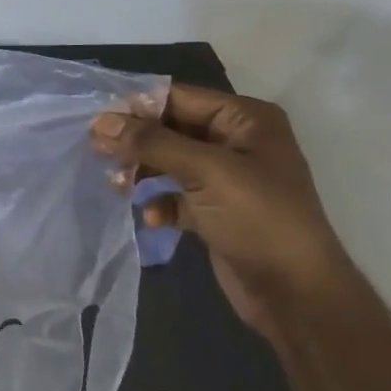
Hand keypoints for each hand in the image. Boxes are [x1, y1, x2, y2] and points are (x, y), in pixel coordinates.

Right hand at [91, 84, 351, 343]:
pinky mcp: (215, 211)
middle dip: (135, 142)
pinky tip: (152, 218)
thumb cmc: (258, 219)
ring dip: (141, 172)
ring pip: (169, 163)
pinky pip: (175, 196)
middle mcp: (236, 142)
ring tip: (116, 186)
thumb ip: (152, 143)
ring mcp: (226, 179)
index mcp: (245, 119)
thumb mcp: (206, 172)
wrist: (295, 293)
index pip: (180, 98)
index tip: (95, 122)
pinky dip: (159, 203)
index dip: (137, 107)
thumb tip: (100, 122)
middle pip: (170, 129)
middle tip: (96, 153)